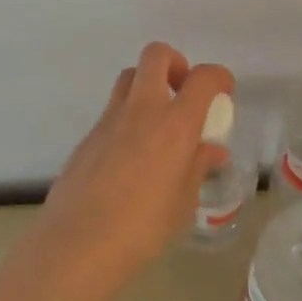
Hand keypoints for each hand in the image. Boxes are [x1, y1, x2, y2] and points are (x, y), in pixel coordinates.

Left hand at [24, 42, 233, 298]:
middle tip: (183, 93)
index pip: (203, 78)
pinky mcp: (87, 137)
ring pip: (129, 78)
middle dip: (175, 63)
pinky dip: (127, 118)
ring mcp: (109, 120)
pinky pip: (112, 111)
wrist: (77, 245)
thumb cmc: (143, 228)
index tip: (223, 93)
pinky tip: (131, 157)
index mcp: (175, 124)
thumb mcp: (183, 201)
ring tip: (158, 123)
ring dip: (147, 86)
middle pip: (156, 56)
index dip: (219, 77)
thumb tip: (212, 151)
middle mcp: (142, 110)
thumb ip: (197, 167)